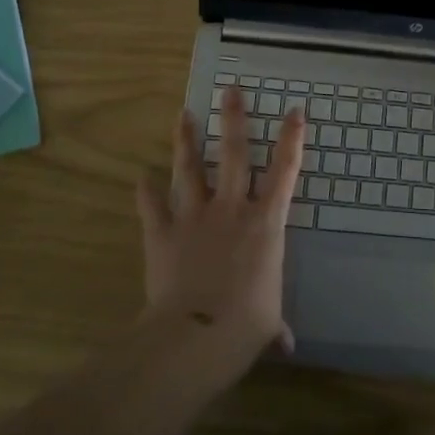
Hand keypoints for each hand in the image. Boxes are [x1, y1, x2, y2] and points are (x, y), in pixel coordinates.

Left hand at [135, 85, 305, 383]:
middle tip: (230, 91)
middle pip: (234, 154)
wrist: (194, 336)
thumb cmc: (245, 325)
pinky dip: (145, 192)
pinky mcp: (162, 233)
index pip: (285, 172)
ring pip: (190, 169)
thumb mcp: (267, 323)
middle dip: (233, 120)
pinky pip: (152, 207)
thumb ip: (274, 325)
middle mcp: (231, 209)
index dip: (292, 139)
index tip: (295, 111)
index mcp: (265, 223)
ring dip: (186, 141)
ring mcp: (194, 217)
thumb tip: (286, 344)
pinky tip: (140, 177)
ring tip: (182, 115)